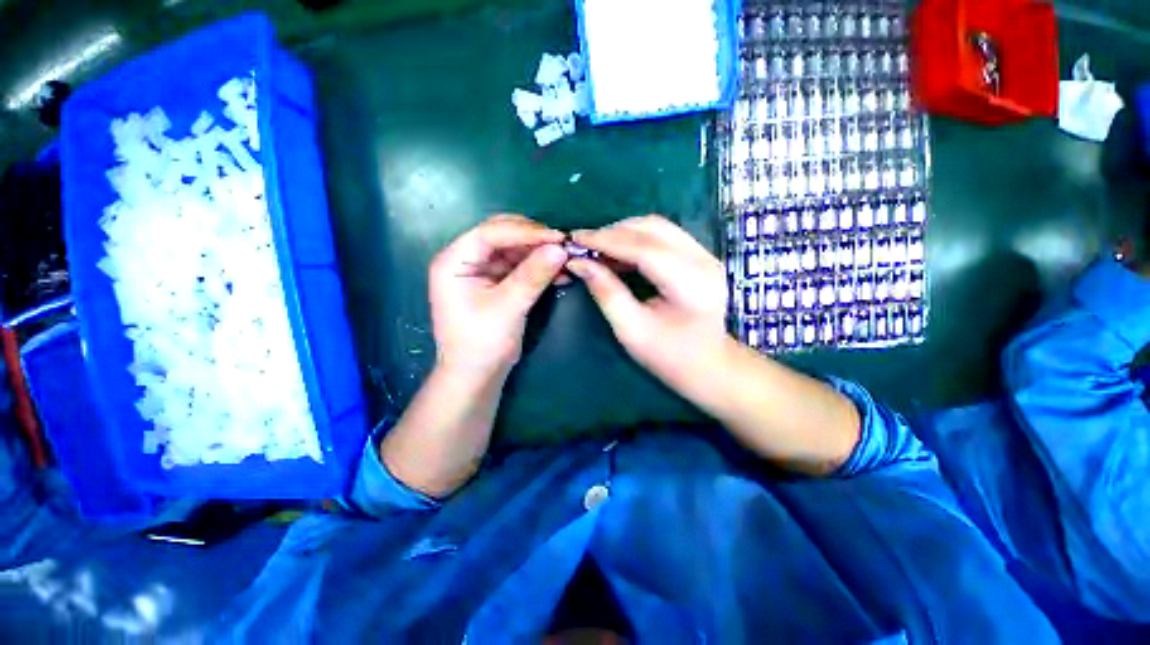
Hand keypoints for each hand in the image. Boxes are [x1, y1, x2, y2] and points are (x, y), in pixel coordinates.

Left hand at [429, 214, 567, 376]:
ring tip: (566, 260)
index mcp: (454, 261)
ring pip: (515, 250)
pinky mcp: (496, 282)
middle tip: (563, 246)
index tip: (558, 237)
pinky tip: (559, 273)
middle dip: (534, 239)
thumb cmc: (482, 343)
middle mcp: (466, 259)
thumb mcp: (508, 307)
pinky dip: (539, 268)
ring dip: (540, 254)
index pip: (491, 233)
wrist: (477, 375)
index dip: (526, 232)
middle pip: (502, 236)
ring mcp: (482, 270)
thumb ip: (533, 276)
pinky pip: (520, 266)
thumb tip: (561, 249)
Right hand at [566, 216, 728, 390]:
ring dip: (624, 233)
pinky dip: (636, 239)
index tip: (575, 238)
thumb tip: (578, 263)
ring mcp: (705, 255)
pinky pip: (663, 236)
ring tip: (597, 248)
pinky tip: (618, 252)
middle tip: (584, 245)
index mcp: (690, 283)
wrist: (710, 367)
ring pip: (658, 227)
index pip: (643, 248)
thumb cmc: (669, 356)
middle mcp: (703, 260)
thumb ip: (606, 292)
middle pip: (653, 228)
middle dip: (613, 232)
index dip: (606, 240)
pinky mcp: (700, 257)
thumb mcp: (631, 330)